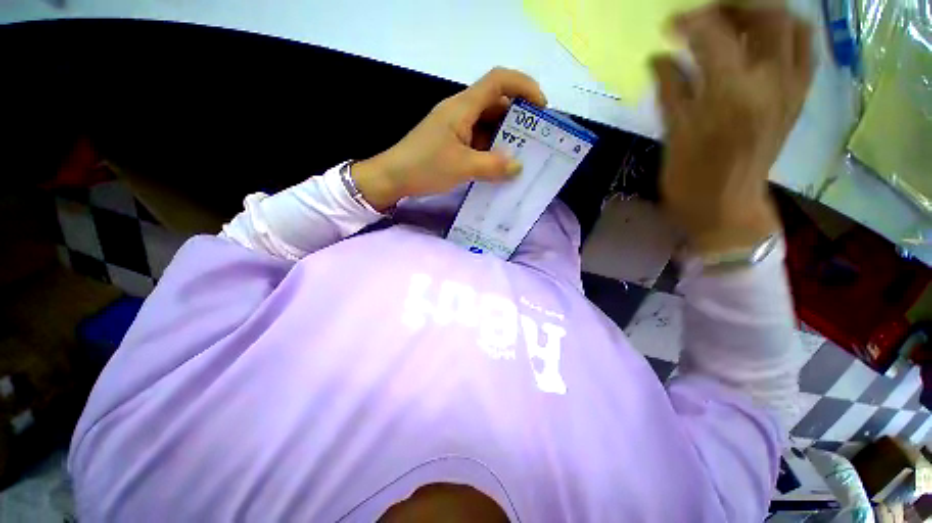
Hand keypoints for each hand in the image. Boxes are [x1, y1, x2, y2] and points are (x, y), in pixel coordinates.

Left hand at [351, 67, 547, 210]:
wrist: (392, 177)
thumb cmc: (425, 166)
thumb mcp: (462, 167)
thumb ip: (493, 167)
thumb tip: (518, 167)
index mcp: (463, 107)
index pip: (498, 81)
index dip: (524, 86)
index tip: (540, 108)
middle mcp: (460, 112)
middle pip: (495, 104)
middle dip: (517, 120)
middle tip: (534, 142)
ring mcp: (455, 127)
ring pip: (487, 125)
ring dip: (504, 138)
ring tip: (520, 157)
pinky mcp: (451, 142)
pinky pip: (477, 140)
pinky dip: (490, 150)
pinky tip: (498, 166)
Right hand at [651, 4, 813, 253]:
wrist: (727, 208)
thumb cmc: (691, 178)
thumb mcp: (674, 135)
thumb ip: (671, 90)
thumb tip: (659, 58)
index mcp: (731, 95)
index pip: (713, 35)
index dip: (689, 21)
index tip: (670, 25)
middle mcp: (770, 82)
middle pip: (767, 14)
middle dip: (735, 4)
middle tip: (708, 15)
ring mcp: (791, 89)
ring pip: (792, 26)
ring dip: (763, 13)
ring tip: (736, 21)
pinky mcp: (798, 98)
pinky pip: (803, 50)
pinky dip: (785, 33)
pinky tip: (763, 40)